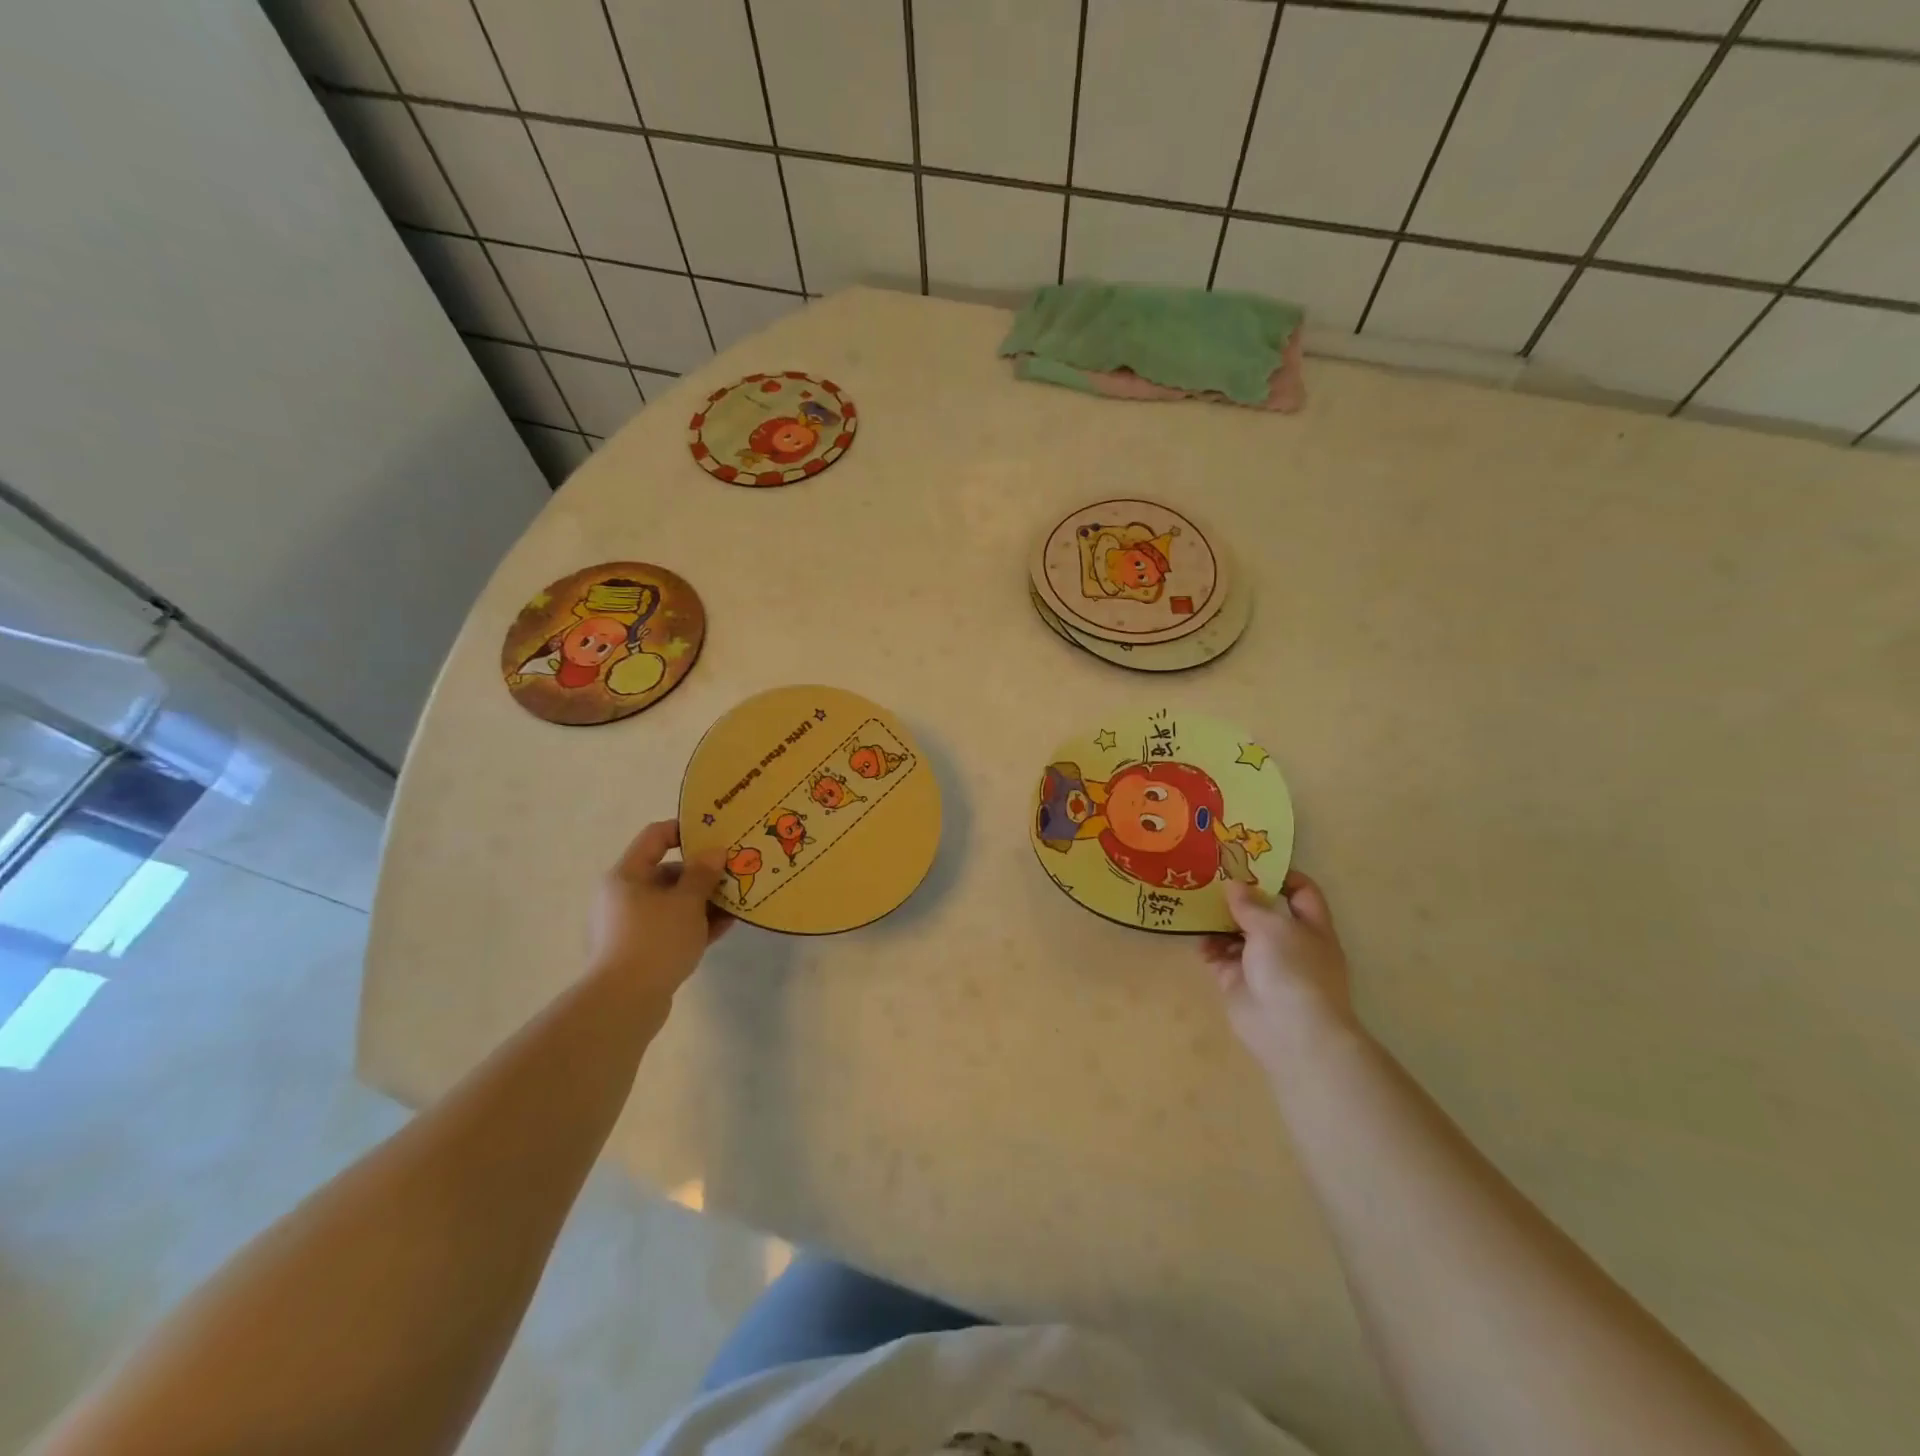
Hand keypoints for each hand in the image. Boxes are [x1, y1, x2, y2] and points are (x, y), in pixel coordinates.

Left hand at [588, 820, 730, 998]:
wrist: (624, 1003)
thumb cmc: (655, 940)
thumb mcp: (687, 902)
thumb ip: (703, 873)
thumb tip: (714, 852)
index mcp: (627, 875)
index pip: (655, 836)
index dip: (685, 830)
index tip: (717, 835)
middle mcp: (624, 896)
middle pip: (667, 872)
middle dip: (703, 872)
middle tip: (735, 872)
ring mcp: (631, 925)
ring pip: (673, 902)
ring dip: (704, 900)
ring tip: (737, 900)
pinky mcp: (640, 951)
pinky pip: (672, 927)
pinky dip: (695, 924)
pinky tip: (726, 925)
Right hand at [1202, 870, 1358, 1071]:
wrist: (1290, 1031)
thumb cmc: (1293, 969)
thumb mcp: (1273, 926)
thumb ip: (1250, 904)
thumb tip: (1233, 884)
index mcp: (1311, 927)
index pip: (1301, 892)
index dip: (1281, 875)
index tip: (1250, 863)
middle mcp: (1288, 943)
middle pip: (1264, 912)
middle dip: (1239, 896)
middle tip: (1210, 877)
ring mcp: (1263, 964)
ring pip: (1238, 934)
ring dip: (1219, 920)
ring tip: (1195, 902)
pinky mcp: (1238, 982)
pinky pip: (1220, 957)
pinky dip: (1208, 947)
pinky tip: (1194, 936)